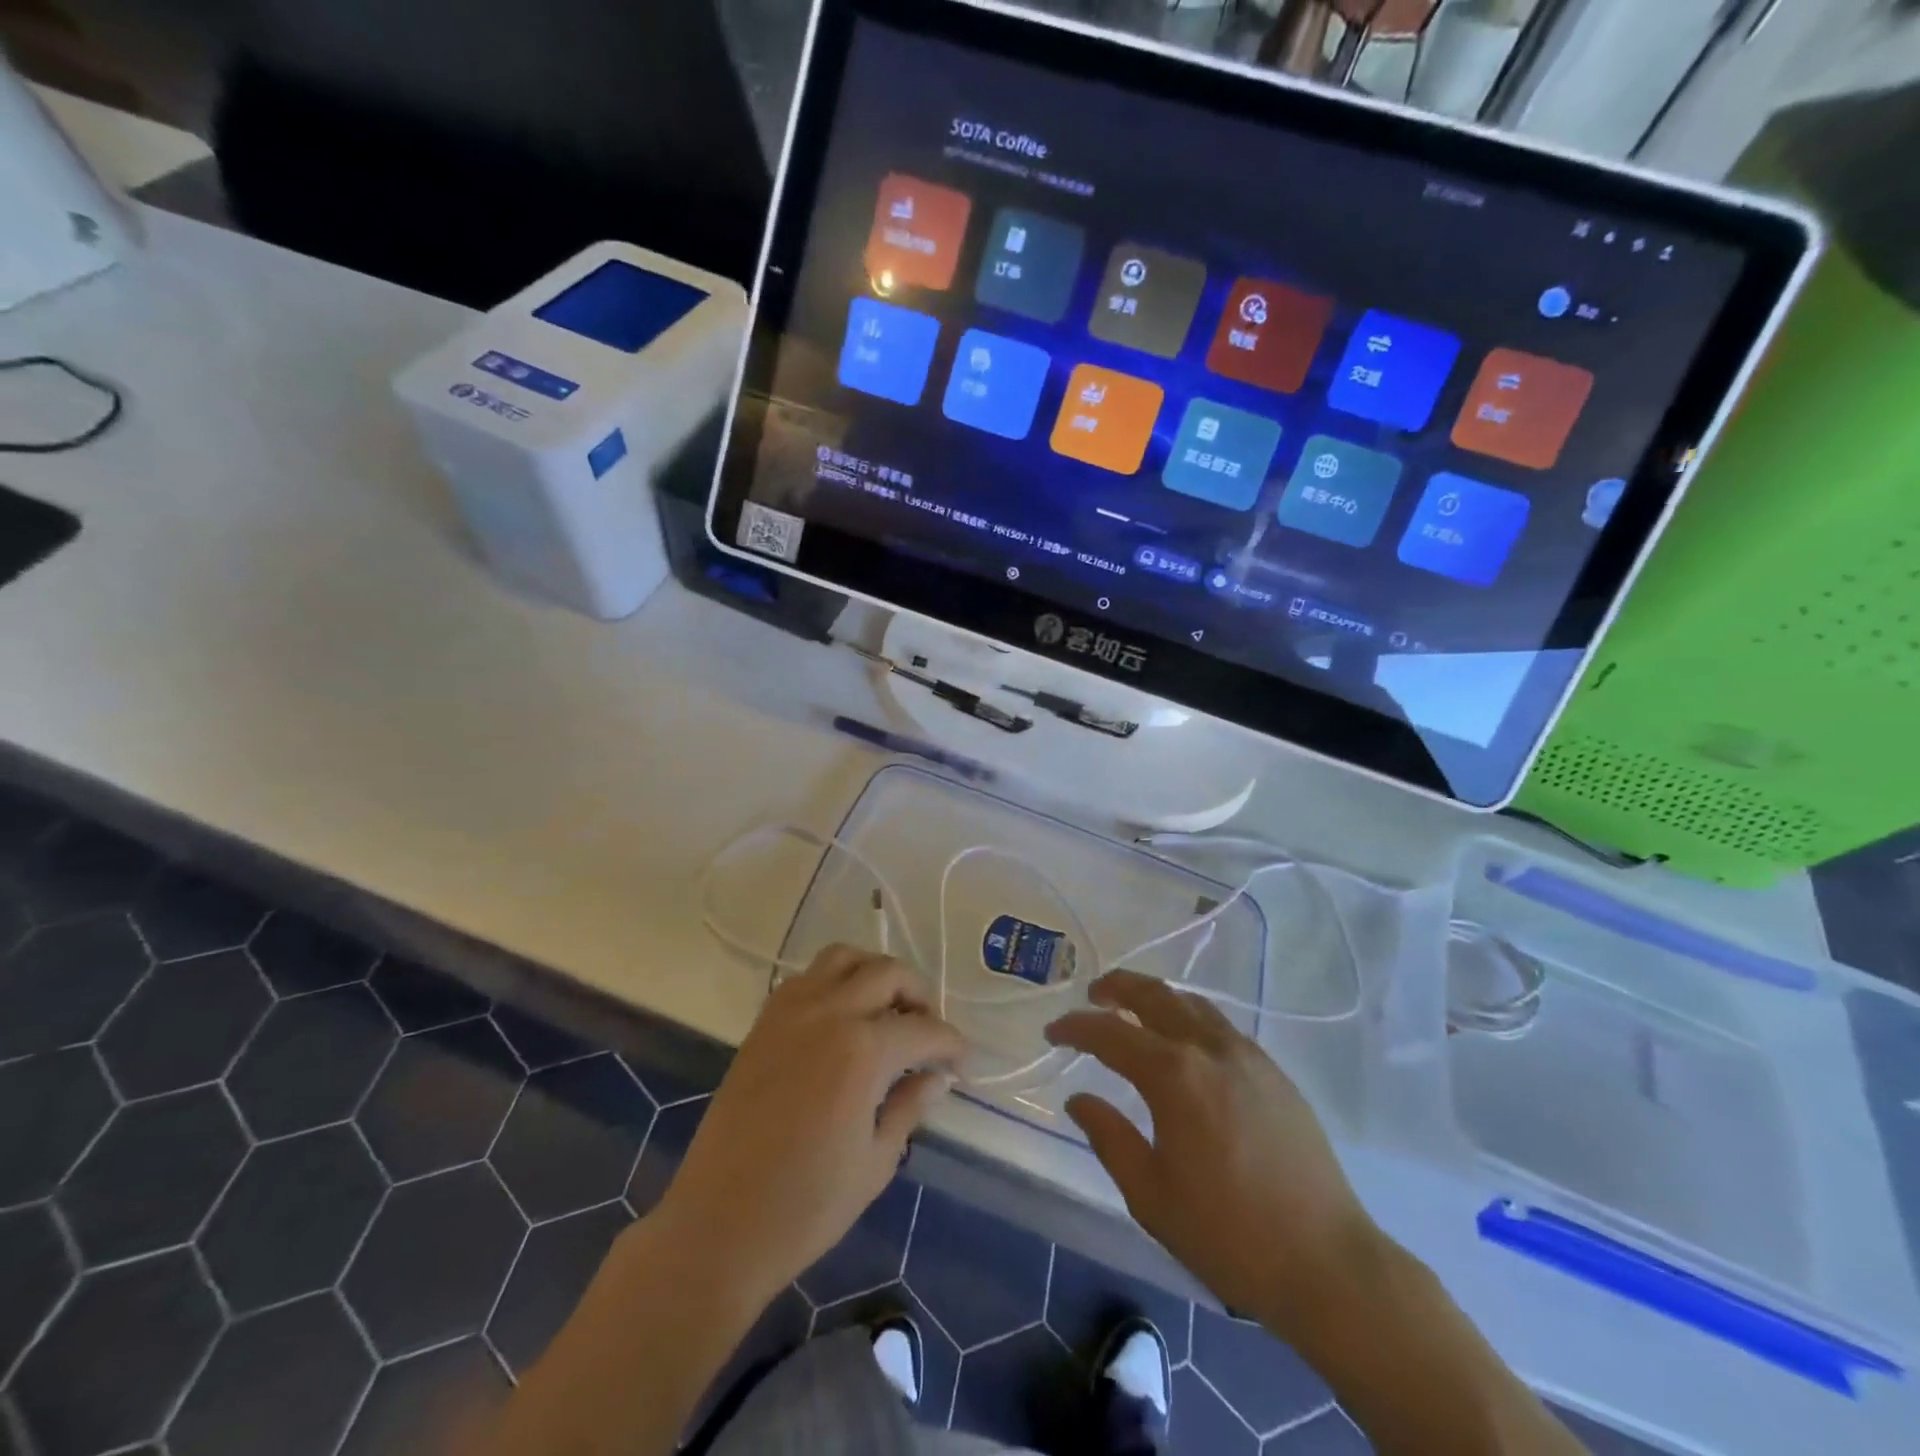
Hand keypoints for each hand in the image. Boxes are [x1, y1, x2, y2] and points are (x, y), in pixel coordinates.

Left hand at [652, 945, 965, 1312]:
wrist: (717, 1224)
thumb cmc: (805, 1207)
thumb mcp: (875, 1162)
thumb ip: (909, 1107)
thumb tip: (938, 1078)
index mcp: (863, 1051)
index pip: (924, 1030)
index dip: (951, 1044)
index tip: (962, 1063)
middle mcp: (829, 1013)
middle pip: (888, 973)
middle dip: (919, 997)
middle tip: (927, 1034)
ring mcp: (791, 1011)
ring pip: (844, 957)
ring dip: (874, 973)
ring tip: (886, 1011)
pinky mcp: (764, 1021)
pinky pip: (807, 977)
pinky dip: (835, 981)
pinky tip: (842, 1019)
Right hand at [1046, 970, 1380, 1340]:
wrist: (1326, 1262)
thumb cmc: (1227, 1234)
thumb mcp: (1150, 1194)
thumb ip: (1109, 1137)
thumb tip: (1078, 1099)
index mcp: (1173, 1075)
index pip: (1110, 1033)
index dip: (1076, 1027)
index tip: (1052, 1032)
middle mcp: (1209, 1049)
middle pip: (1155, 996)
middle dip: (1117, 987)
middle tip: (1093, 994)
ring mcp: (1247, 1056)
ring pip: (1192, 1004)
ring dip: (1156, 997)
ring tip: (1134, 1007)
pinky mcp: (1273, 1073)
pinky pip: (1221, 1026)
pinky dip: (1190, 1017)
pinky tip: (1185, 1041)